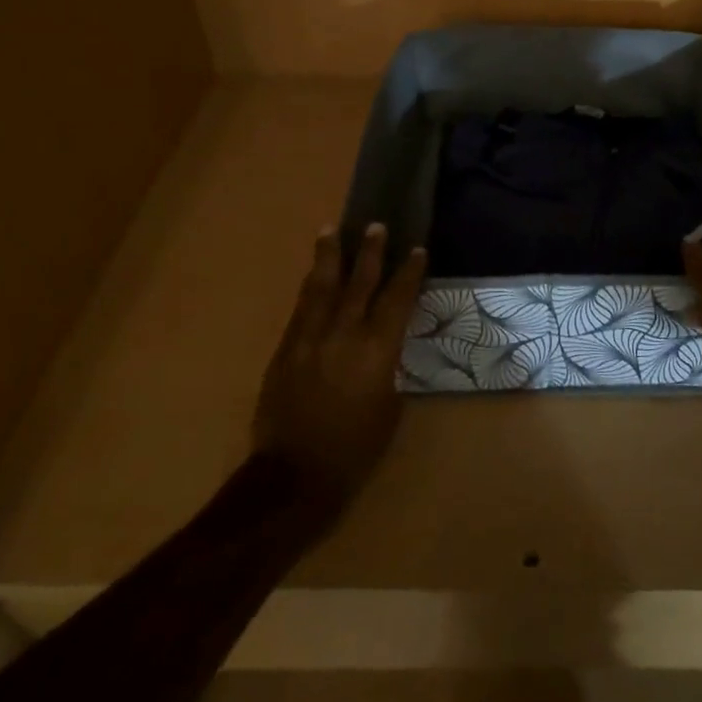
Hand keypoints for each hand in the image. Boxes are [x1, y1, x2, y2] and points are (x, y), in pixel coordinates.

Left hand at [252, 223, 426, 518]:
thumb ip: (388, 367)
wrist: (294, 475)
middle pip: (359, 283)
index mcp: (377, 350)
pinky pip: (301, 308)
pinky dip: (310, 287)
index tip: (416, 250)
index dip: (408, 273)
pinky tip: (312, 276)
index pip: (397, 299)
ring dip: (329, 257)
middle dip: (370, 252)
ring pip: (321, 287)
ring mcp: (309, 339)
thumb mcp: (389, 406)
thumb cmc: (355, 448)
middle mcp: (344, 334)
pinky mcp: (285, 349)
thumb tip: (384, 347)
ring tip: (331, 231)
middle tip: (375, 226)